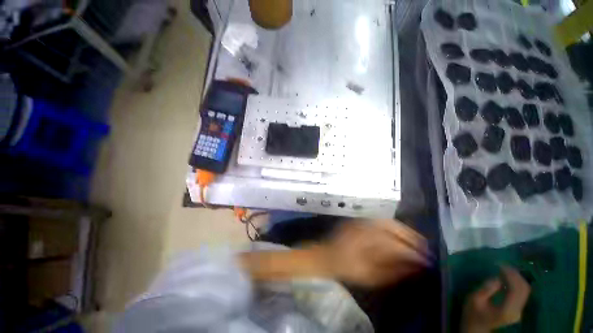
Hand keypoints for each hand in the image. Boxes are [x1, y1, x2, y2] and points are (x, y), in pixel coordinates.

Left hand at [319, 219, 429, 286]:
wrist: (326, 255)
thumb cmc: (346, 268)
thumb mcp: (369, 275)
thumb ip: (393, 271)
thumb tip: (415, 267)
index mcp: (366, 240)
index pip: (395, 244)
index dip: (413, 252)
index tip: (427, 261)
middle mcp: (365, 226)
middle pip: (392, 226)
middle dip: (411, 236)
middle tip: (425, 248)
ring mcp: (361, 221)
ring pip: (387, 221)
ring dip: (403, 230)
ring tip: (415, 242)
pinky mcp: (359, 221)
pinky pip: (380, 221)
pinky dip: (393, 227)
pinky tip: (399, 235)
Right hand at [462, 266, 530, 332]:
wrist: (477, 327)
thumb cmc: (473, 312)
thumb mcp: (474, 299)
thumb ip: (486, 289)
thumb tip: (497, 278)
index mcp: (507, 310)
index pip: (516, 289)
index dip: (511, 275)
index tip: (500, 265)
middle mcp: (517, 311)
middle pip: (524, 289)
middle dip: (515, 274)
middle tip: (503, 264)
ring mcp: (519, 310)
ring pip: (525, 290)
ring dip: (517, 277)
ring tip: (504, 269)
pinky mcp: (518, 308)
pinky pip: (522, 292)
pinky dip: (516, 282)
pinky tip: (507, 278)